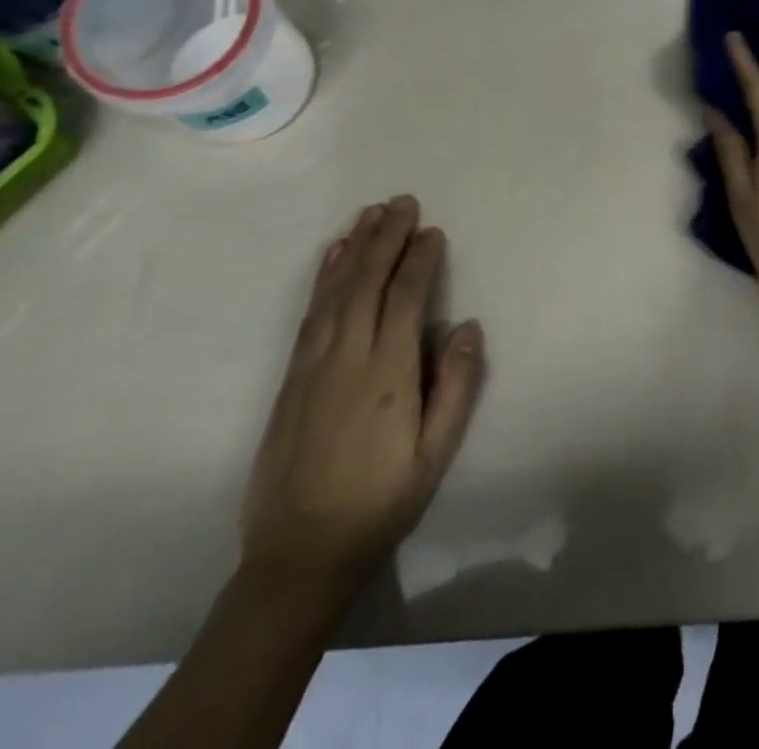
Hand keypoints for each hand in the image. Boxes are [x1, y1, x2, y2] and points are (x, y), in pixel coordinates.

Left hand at [239, 197, 483, 599]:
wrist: (298, 555)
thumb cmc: (380, 502)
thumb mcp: (434, 455)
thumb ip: (455, 387)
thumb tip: (467, 326)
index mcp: (386, 374)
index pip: (404, 298)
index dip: (420, 260)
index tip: (433, 231)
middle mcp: (346, 358)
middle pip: (366, 282)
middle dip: (386, 238)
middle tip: (403, 202)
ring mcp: (312, 365)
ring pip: (335, 291)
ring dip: (354, 247)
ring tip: (369, 213)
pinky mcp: (291, 377)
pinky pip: (310, 313)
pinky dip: (323, 278)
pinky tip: (331, 257)